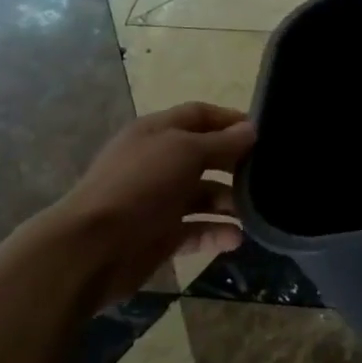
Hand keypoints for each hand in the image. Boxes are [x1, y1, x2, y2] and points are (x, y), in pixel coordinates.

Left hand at [33, 102, 255, 299]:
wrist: (93, 247)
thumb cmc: (141, 185)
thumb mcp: (185, 151)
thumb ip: (221, 142)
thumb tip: (251, 130)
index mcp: (157, 133)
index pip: (199, 115)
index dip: (230, 120)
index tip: (263, 132)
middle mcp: (158, 162)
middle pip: (205, 156)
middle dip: (235, 163)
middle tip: (268, 174)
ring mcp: (159, 200)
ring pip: (204, 196)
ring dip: (229, 202)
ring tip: (255, 211)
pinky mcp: (161, 235)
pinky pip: (196, 230)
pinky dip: (216, 233)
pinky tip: (236, 239)